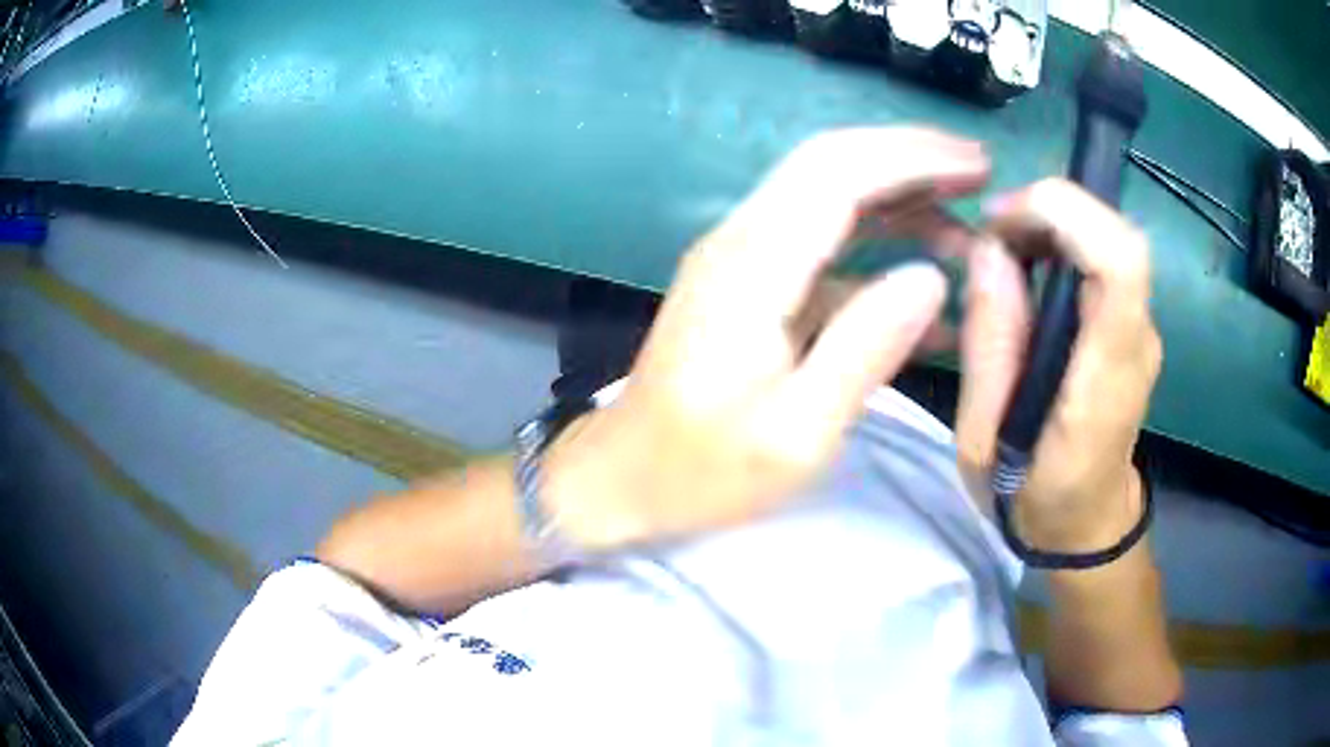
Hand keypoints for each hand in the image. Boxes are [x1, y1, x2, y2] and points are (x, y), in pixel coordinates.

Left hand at [544, 128, 989, 549]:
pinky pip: (821, 245)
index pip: (837, 173)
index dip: (911, 157)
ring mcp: (740, 259)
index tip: (976, 165)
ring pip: (827, 197)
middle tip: (980, 176)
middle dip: (910, 159)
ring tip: (967, 225)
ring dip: (898, 199)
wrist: (622, 479)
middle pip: (830, 165)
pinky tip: (923, 283)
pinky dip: (876, 249)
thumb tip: (932, 277)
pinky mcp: (748, 283)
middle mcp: (741, 242)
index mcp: (752, 268)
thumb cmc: (702, 472)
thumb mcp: (796, 434)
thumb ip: (865, 349)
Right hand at [956, 179, 1162, 552]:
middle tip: (990, 239)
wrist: (1088, 525)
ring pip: (1108, 241)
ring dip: (1051, 227)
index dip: (1067, 213)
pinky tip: (1026, 276)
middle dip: (1047, 213)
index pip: (1121, 262)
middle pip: (1116, 238)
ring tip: (1000, 256)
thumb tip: (989, 252)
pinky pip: (1103, 261)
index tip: (1004, 221)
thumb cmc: (1033, 499)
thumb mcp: (984, 444)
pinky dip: (1061, 247)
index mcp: (1106, 379)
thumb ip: (990, 348)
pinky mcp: (1132, 327)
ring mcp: (1142, 332)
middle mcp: (1137, 342)